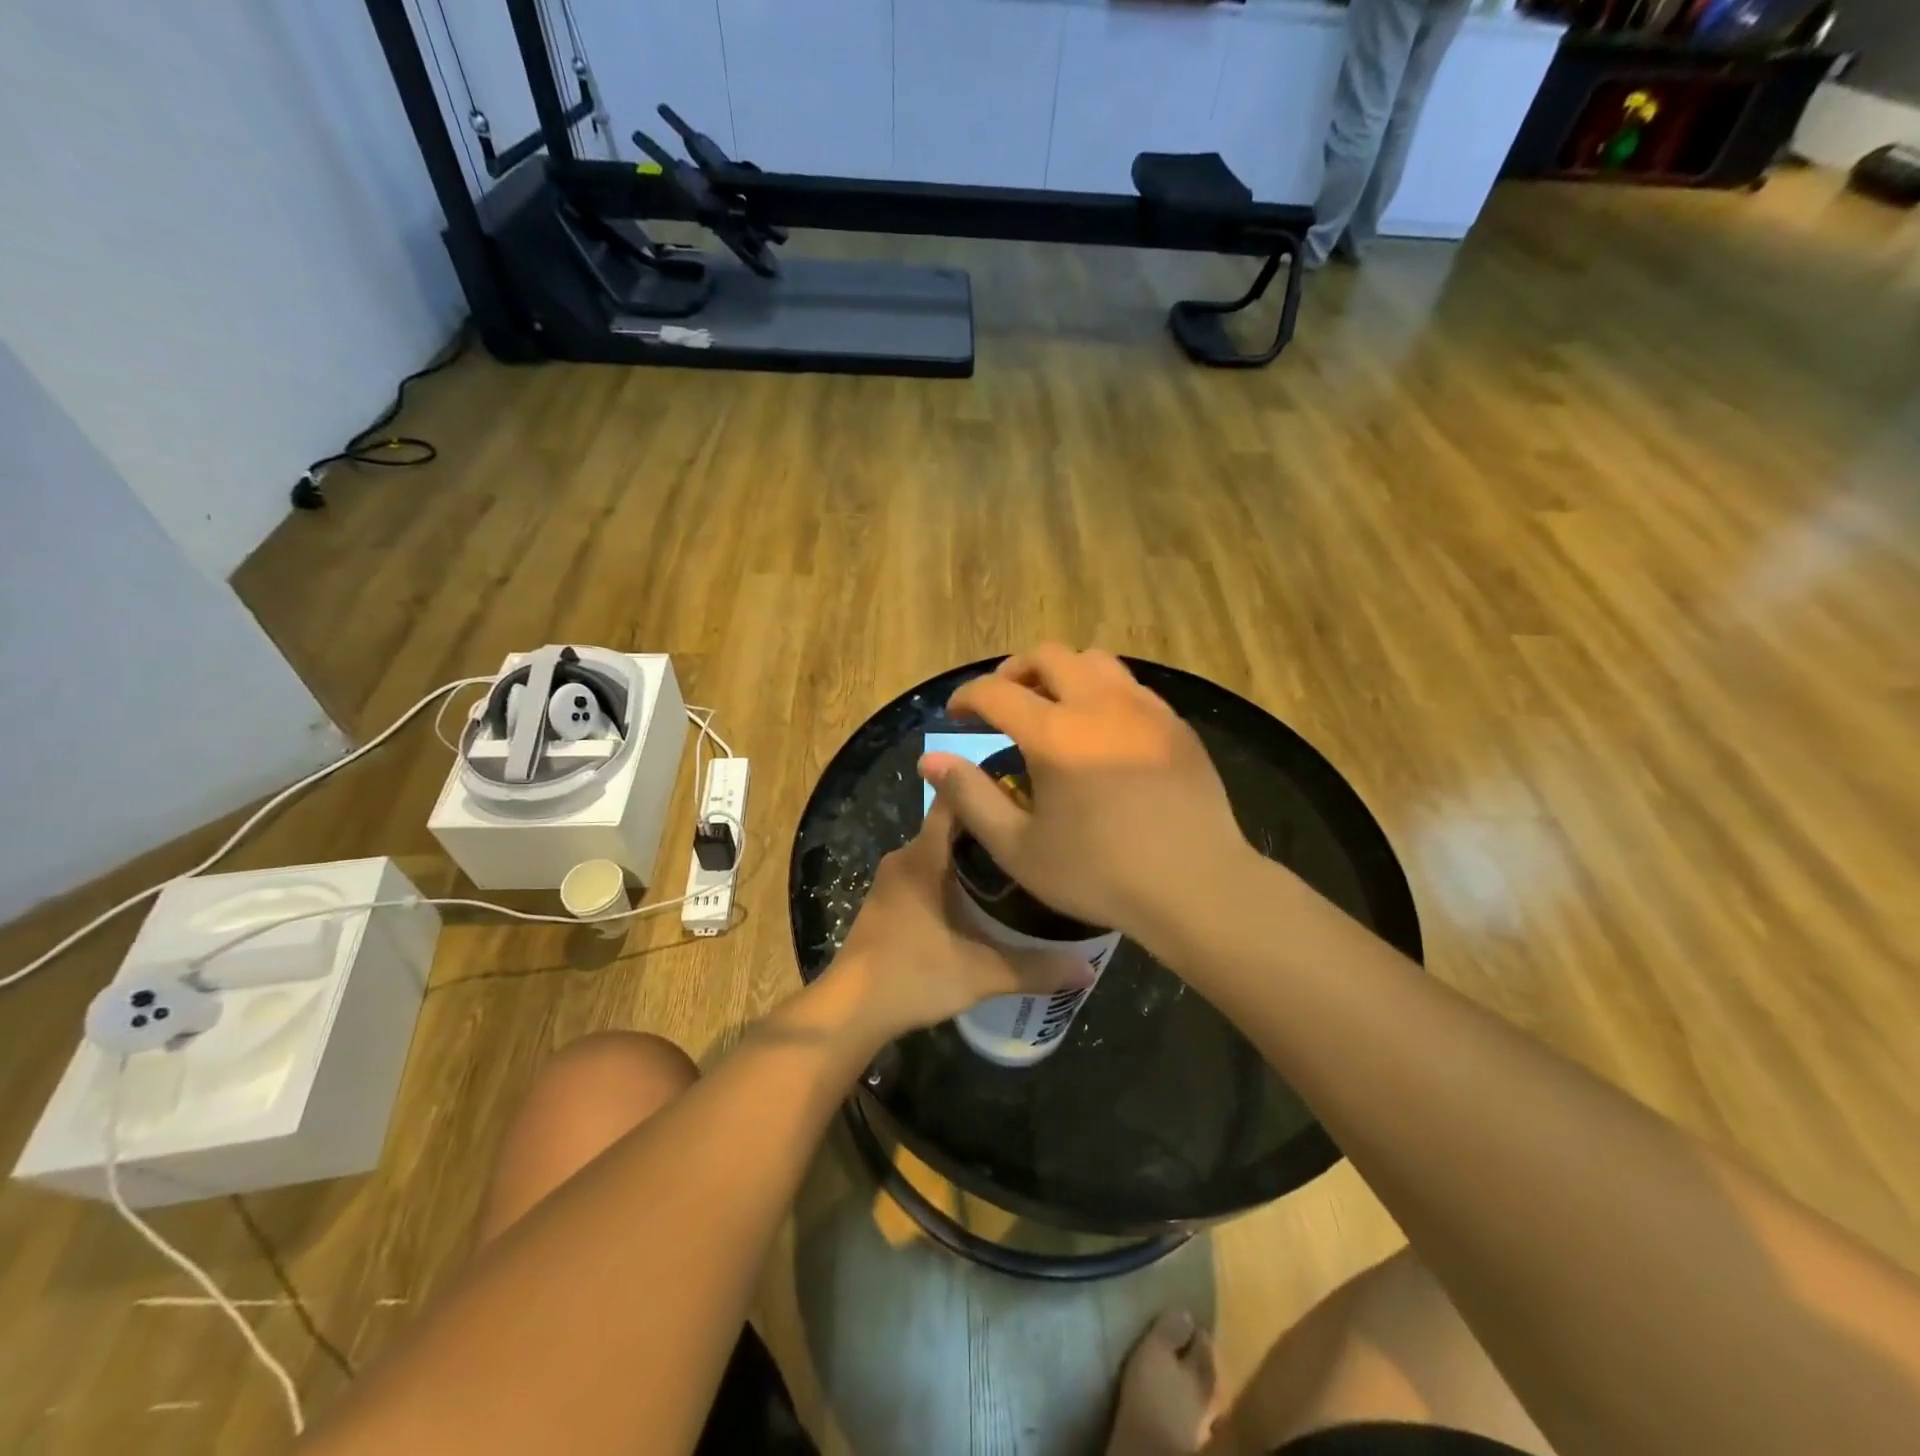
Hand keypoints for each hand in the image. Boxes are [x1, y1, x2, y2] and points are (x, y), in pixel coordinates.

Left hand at [829, 799, 1091, 1040]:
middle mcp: (905, 856)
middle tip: (1032, 839)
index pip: (955, 800)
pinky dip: (951, 877)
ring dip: (970, 857)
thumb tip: (1089, 969)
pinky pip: (925, 872)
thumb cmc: (914, 975)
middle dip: (990, 829)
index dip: (988, 790)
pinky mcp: (886, 901)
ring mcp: (891, 880)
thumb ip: (1036, 968)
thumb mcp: (983, 973)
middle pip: (952, 826)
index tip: (1026, 796)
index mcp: (924, 856)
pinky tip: (978, 902)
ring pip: (938, 852)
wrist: (851, 1010)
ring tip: (1015, 868)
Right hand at [918, 645, 1249, 945]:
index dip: (967, 696)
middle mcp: (1099, 705)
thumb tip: (930, 759)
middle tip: (1001, 702)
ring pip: (1095, 660)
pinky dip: (1101, 691)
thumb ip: (970, 797)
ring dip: (1061, 673)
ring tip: (1051, 706)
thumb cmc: (1100, 874)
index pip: (996, 692)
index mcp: (1055, 733)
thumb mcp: (1019, 847)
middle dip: (1014, 671)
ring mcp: (1144, 709)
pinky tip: (1101, 730)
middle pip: (1048, 656)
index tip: (956, 714)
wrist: (1196, 885)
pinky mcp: (1175, 724)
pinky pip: (1129, 686)